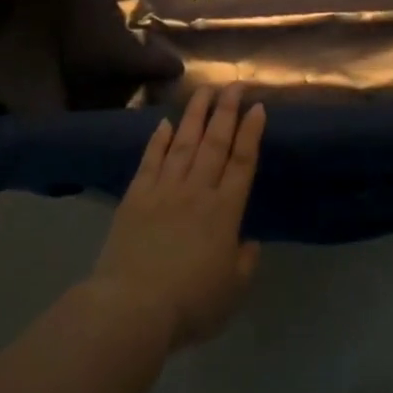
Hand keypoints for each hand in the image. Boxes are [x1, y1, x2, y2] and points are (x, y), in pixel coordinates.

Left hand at [92, 83, 263, 350]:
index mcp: (225, 211)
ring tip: (204, 91)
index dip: (251, 133)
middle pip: (215, 142)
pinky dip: (159, 139)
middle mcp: (197, 190)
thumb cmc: (191, 304)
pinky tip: (165, 123)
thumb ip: (245, 262)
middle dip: (227, 111)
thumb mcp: (233, 291)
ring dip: (195, 114)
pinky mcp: (136, 195)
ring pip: (184, 142)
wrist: (133, 307)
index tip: (258, 107)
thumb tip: (249, 240)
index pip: (243, 162)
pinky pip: (151, 159)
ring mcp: (164, 189)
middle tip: (234, 85)